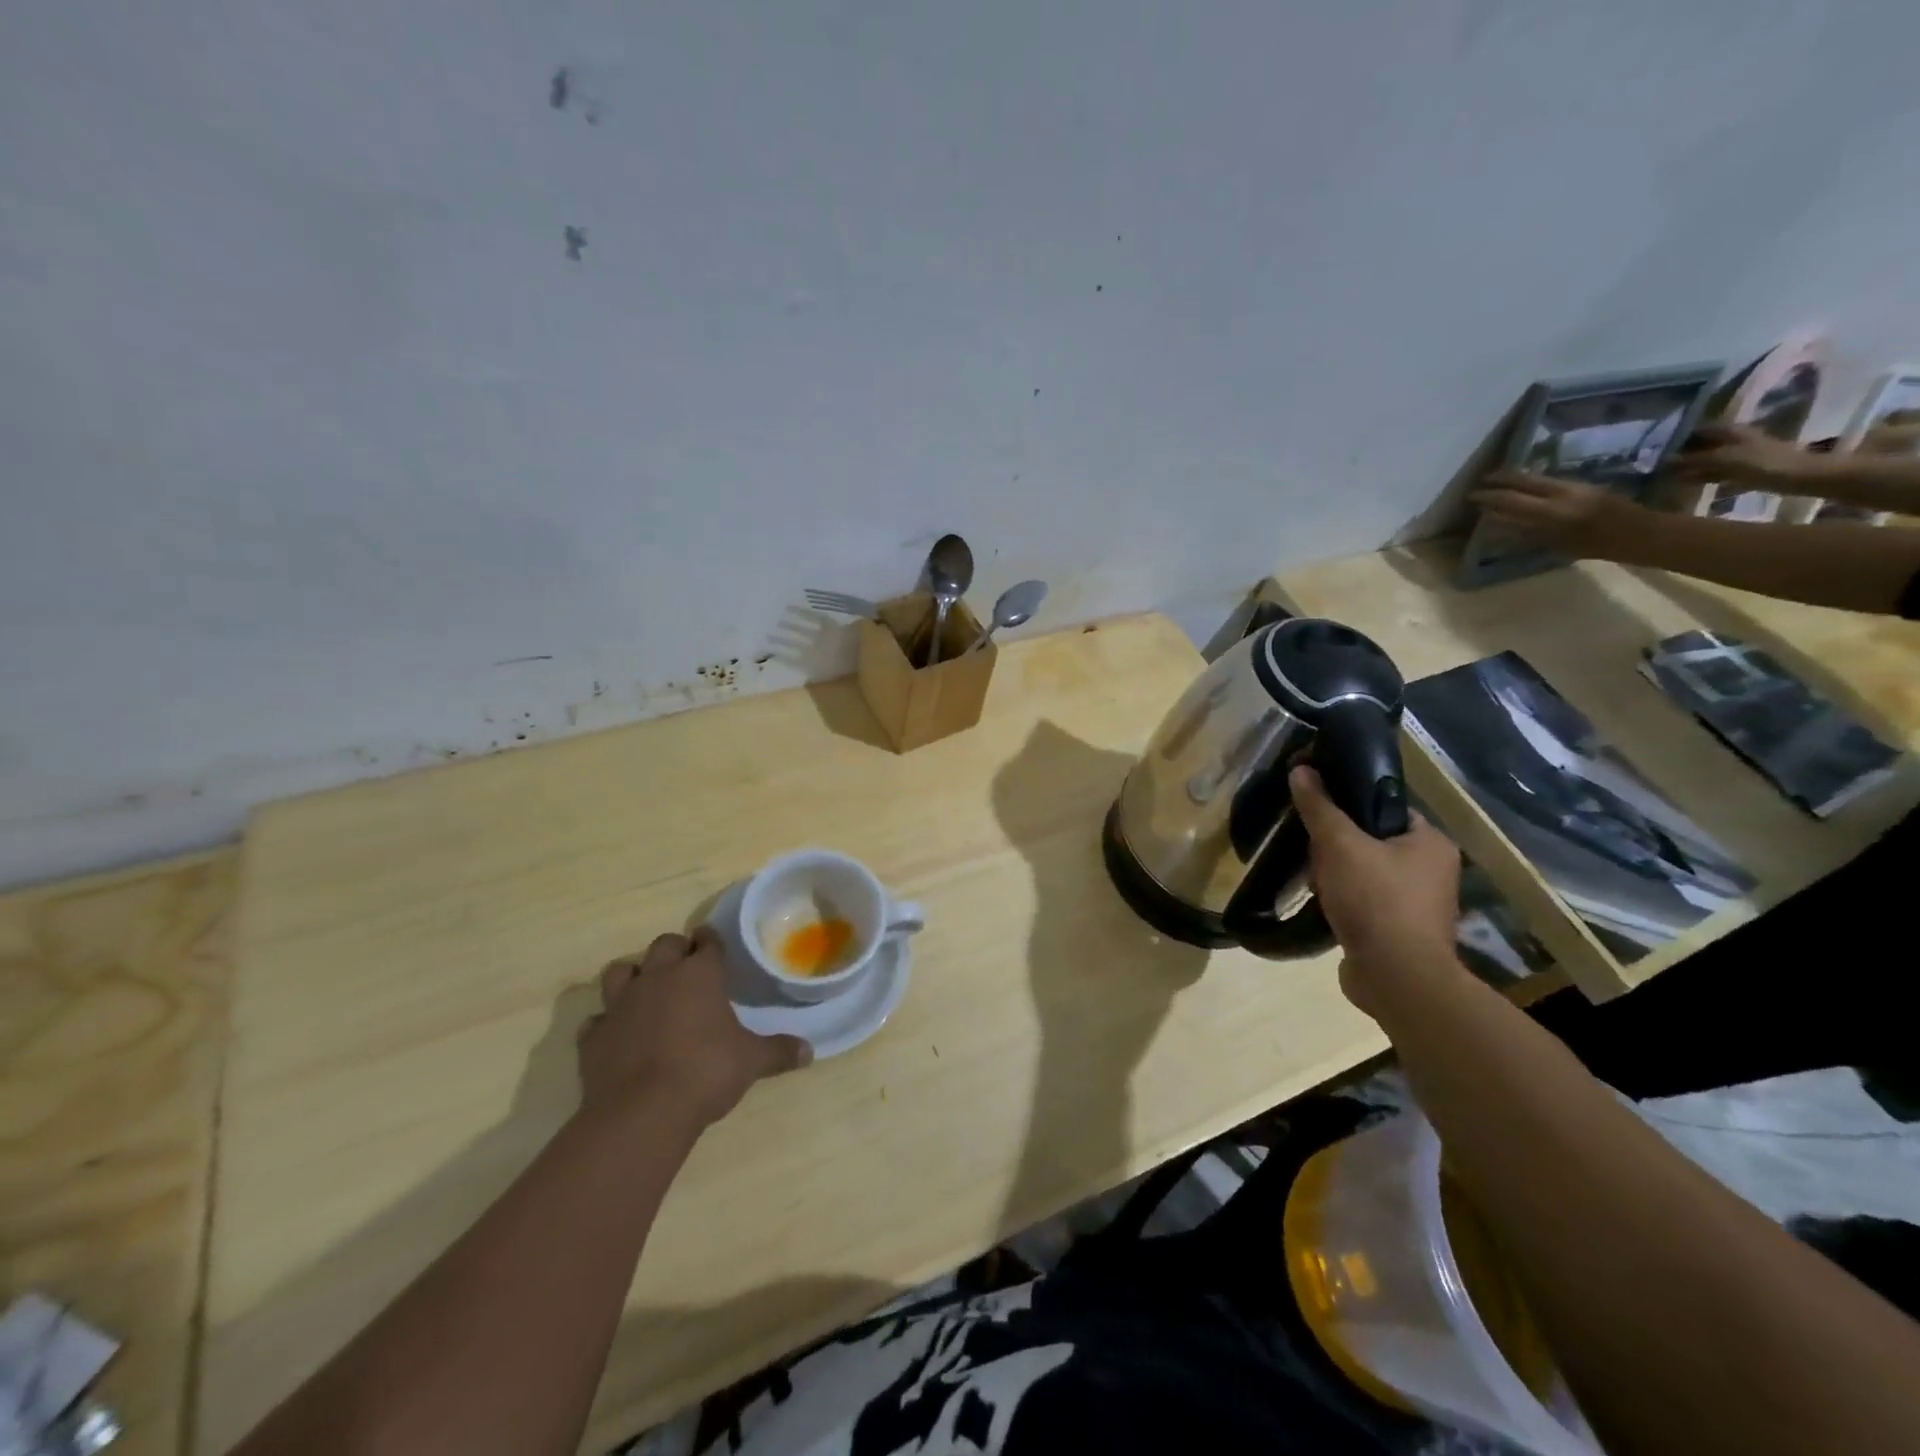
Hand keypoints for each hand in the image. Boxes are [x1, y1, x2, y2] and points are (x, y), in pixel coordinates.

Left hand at [579, 928, 810, 1128]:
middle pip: (664, 945)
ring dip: (633, 976)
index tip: (715, 947)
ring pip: (620, 971)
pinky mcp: (593, 1036)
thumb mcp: (752, 1061)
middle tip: (686, 969)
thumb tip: (809, 1052)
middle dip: (675, 951)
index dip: (712, 942)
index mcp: (699, 974)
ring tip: (646, 992)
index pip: (707, 942)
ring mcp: (621, 1004)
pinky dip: (607, 1024)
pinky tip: (617, 1036)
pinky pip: (597, 1019)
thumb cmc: (706, 1072)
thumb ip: (779, 1051)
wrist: (642, 1112)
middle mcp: (658, 977)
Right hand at [1290, 766, 1463, 1015]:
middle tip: (1312, 850)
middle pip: (1371, 840)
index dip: (1349, 804)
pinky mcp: (1399, 931)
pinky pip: (1364, 902)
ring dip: (1335, 875)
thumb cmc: (1376, 900)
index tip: (1317, 809)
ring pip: (1364, 872)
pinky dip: (1342, 901)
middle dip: (1336, 846)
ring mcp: (1417, 904)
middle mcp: (1432, 870)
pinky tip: (1322, 904)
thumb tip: (1301, 769)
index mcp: (1431, 842)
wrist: (1397, 978)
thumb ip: (1320, 806)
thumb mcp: (1339, 844)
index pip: (1385, 806)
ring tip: (1313, 879)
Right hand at [1472, 471, 1648, 558]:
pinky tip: (1526, 486)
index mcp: (1551, 511)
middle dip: (1500, 480)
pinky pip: (1549, 480)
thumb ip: (1524, 529)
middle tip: (1482, 482)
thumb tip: (1495, 519)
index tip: (1472, 496)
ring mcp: (1573, 486)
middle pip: (1523, 480)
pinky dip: (1532, 481)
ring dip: (1515, 478)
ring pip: (1537, 477)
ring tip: (1500, 481)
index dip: (1489, 496)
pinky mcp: (1583, 484)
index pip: (1511, 499)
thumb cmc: (1596, 546)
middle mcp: (1560, 492)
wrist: (1639, 533)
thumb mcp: (1555, 543)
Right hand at [1667, 422, 1828, 488]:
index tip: (1657, 450)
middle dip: (1682, 454)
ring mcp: (1738, 454)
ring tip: (1668, 477)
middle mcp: (1733, 439)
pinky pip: (1715, 471)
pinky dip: (1701, 476)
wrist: (1797, 476)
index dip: (1679, 438)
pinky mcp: (1742, 469)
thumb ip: (1693, 459)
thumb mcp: (1723, 459)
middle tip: (1658, 466)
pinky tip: (1687, 483)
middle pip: (1702, 445)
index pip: (1698, 430)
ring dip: (1690, 466)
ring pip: (1707, 459)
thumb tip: (1664, 460)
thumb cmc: (1761, 462)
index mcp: (1730, 431)